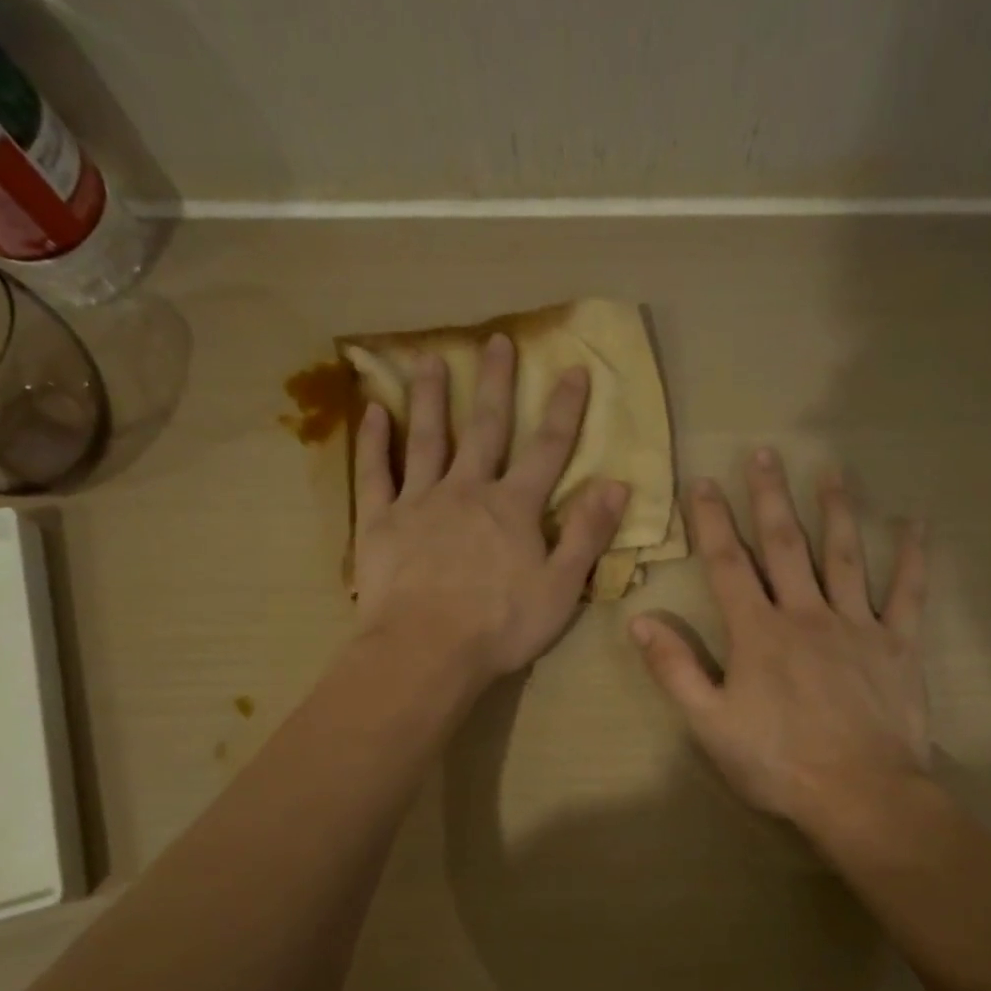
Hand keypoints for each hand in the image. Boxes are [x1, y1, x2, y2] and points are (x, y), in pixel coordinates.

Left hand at [352, 333, 628, 684]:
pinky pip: (375, 474)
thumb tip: (618, 485)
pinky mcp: (380, 522)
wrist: (427, 650)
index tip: (573, 369)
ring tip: (427, 357)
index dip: (564, 410)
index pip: (547, 450)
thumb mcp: (561, 588)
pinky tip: (373, 412)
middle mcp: (467, 491)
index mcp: (514, 508)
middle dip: (494, 384)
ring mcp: (419, 502)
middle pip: (485, 429)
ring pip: (426, 438)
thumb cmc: (501, 626)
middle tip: (496, 340)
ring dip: (429, 397)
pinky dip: (374, 442)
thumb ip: (588, 535)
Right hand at [632, 448, 931, 834]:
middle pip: (786, 546)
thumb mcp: (709, 724)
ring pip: (845, 557)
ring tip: (831, 471)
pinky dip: (913, 558)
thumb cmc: (777, 763)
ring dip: (836, 511)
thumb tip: (639, 621)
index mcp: (758, 633)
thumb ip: (675, 669)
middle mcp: (806, 615)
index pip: (728, 565)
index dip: (712, 522)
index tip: (703, 482)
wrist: (859, 795)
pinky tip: (916, 525)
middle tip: (765, 453)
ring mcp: (857, 626)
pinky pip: (908, 594)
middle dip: (770, 498)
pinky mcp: (898, 646)